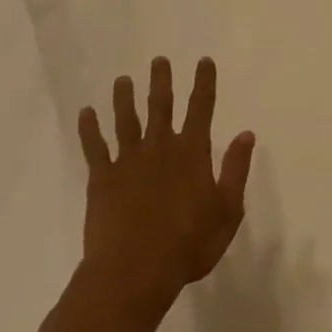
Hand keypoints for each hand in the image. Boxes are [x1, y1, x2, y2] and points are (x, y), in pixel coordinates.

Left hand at [78, 56, 256, 315]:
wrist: (134, 272)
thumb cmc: (188, 245)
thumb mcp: (227, 211)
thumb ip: (235, 170)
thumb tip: (246, 134)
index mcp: (192, 152)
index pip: (201, 108)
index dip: (204, 83)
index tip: (203, 61)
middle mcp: (160, 147)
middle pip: (160, 105)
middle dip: (161, 81)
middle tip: (158, 60)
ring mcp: (128, 161)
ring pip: (126, 120)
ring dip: (124, 98)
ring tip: (122, 80)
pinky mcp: (102, 179)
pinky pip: (94, 147)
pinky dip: (89, 128)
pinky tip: (86, 112)